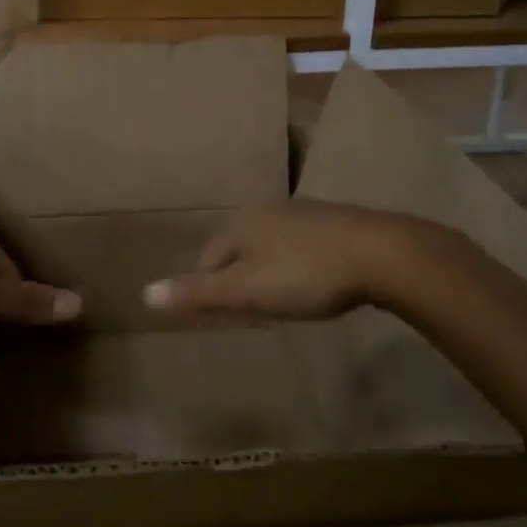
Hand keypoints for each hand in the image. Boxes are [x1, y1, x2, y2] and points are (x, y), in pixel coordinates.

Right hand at [142, 202, 414, 320]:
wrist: (382, 254)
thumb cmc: (305, 275)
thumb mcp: (245, 291)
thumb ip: (197, 293)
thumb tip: (145, 293)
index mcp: (240, 225)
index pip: (208, 258)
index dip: (209, 288)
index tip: (223, 315)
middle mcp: (267, 211)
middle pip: (238, 249)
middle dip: (238, 277)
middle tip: (252, 311)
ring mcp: (304, 212)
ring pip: (271, 244)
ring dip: (269, 269)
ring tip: (283, 299)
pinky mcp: (337, 221)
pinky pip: (303, 244)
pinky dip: (300, 263)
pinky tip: (316, 281)